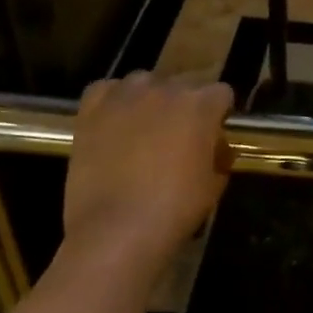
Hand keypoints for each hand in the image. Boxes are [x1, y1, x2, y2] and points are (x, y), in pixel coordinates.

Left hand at [60, 72, 233, 278]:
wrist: (117, 229)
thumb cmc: (175, 208)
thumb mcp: (214, 184)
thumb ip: (219, 155)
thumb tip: (215, 147)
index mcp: (201, 105)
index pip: (221, 93)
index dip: (219, 114)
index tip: (213, 134)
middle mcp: (165, 89)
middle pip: (183, 84)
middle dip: (186, 105)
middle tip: (180, 136)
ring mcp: (126, 96)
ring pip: (145, 82)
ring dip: (150, 99)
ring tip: (145, 128)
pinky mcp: (92, 109)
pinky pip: (107, 90)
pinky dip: (114, 101)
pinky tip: (115, 122)